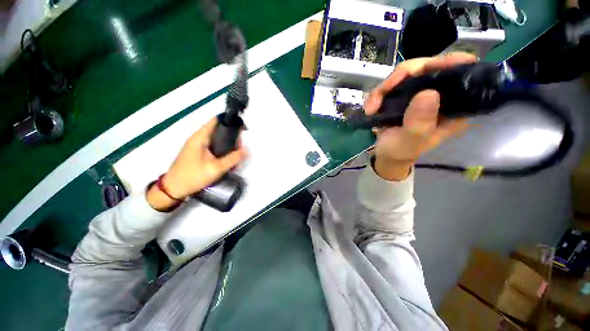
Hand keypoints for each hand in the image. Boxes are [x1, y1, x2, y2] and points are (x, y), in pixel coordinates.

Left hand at [147, 117, 246, 210]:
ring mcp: (198, 145)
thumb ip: (232, 159)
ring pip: (217, 138)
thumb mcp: (215, 169)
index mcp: (200, 137)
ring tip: (236, 155)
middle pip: (219, 129)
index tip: (242, 129)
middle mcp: (198, 137)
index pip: (216, 120)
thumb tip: (245, 150)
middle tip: (240, 149)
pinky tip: (228, 159)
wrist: (173, 189)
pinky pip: (214, 146)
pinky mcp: (198, 152)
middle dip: (232, 136)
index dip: (231, 121)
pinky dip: (223, 149)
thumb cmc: (193, 177)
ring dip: (228, 144)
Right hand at [364, 52, 475, 180]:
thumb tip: (428, 93)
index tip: (427, 68)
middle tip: (384, 91)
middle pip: (427, 66)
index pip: (461, 73)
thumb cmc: (402, 150)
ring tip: (371, 108)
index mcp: (454, 105)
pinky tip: (370, 108)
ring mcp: (420, 91)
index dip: (447, 64)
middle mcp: (440, 94)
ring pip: (405, 73)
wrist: (387, 154)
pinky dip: (377, 94)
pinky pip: (391, 83)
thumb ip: (420, 123)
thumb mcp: (411, 141)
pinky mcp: (404, 93)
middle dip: (402, 76)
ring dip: (383, 88)